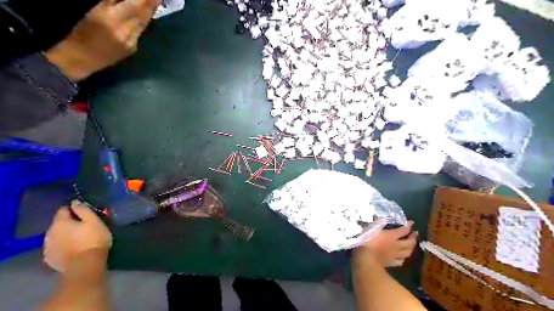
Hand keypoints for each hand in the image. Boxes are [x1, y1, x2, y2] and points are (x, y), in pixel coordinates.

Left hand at [44, 202, 111, 272]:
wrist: (85, 265)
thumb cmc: (93, 240)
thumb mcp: (94, 221)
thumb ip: (83, 210)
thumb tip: (75, 202)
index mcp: (60, 222)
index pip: (63, 209)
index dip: (74, 209)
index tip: (85, 213)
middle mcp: (49, 232)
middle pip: (58, 223)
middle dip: (69, 223)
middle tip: (84, 226)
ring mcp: (47, 246)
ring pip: (56, 235)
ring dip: (65, 234)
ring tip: (79, 237)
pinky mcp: (49, 258)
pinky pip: (56, 246)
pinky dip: (63, 245)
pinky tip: (73, 248)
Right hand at [45, 0, 159, 81]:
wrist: (82, 58)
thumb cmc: (80, 30)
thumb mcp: (92, 11)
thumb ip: (109, 2)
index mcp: (109, 18)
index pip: (132, 5)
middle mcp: (124, 31)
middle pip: (141, 14)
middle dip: (150, 3)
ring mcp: (130, 41)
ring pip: (143, 23)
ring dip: (150, 12)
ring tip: (156, 1)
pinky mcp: (132, 48)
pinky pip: (140, 32)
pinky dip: (143, 22)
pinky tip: (146, 15)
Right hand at [352, 221, 417, 266]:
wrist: (366, 258)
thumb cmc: (367, 241)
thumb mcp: (371, 228)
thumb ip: (378, 222)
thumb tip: (382, 217)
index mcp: (392, 235)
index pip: (403, 230)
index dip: (409, 226)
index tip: (412, 222)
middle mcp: (396, 245)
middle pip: (409, 242)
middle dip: (413, 237)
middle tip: (415, 233)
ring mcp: (394, 255)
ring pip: (407, 252)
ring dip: (411, 248)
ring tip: (412, 245)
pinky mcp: (391, 263)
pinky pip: (400, 261)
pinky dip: (403, 258)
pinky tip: (402, 257)